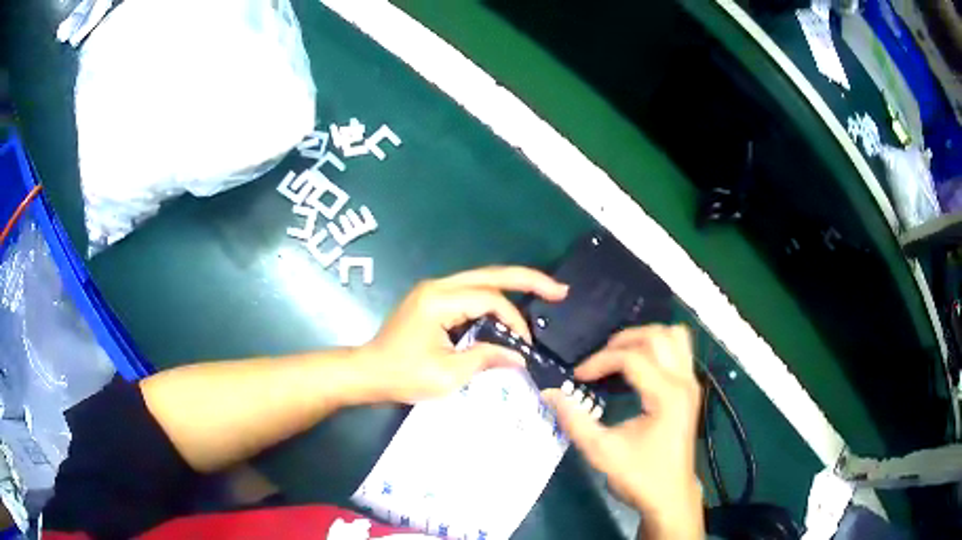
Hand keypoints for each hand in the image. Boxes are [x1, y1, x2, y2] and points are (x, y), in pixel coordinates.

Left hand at [354, 266, 567, 403]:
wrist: (368, 373)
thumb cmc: (403, 375)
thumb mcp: (447, 374)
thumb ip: (486, 358)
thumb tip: (520, 356)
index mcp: (439, 299)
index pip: (490, 299)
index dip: (514, 320)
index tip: (525, 346)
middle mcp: (438, 286)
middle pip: (491, 275)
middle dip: (528, 280)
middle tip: (560, 290)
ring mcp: (434, 291)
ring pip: (482, 281)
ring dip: (512, 288)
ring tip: (544, 294)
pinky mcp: (433, 301)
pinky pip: (471, 293)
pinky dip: (494, 301)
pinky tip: (510, 311)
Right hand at [543, 325, 703, 539]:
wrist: (670, 497)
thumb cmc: (639, 476)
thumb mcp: (601, 451)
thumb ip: (574, 420)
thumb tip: (549, 393)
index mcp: (666, 395)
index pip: (632, 358)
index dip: (600, 361)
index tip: (577, 377)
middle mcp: (684, 381)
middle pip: (657, 336)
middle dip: (622, 341)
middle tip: (598, 360)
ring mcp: (691, 383)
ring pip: (674, 336)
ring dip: (645, 338)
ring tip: (620, 355)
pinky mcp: (691, 390)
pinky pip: (680, 350)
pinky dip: (659, 347)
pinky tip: (640, 365)